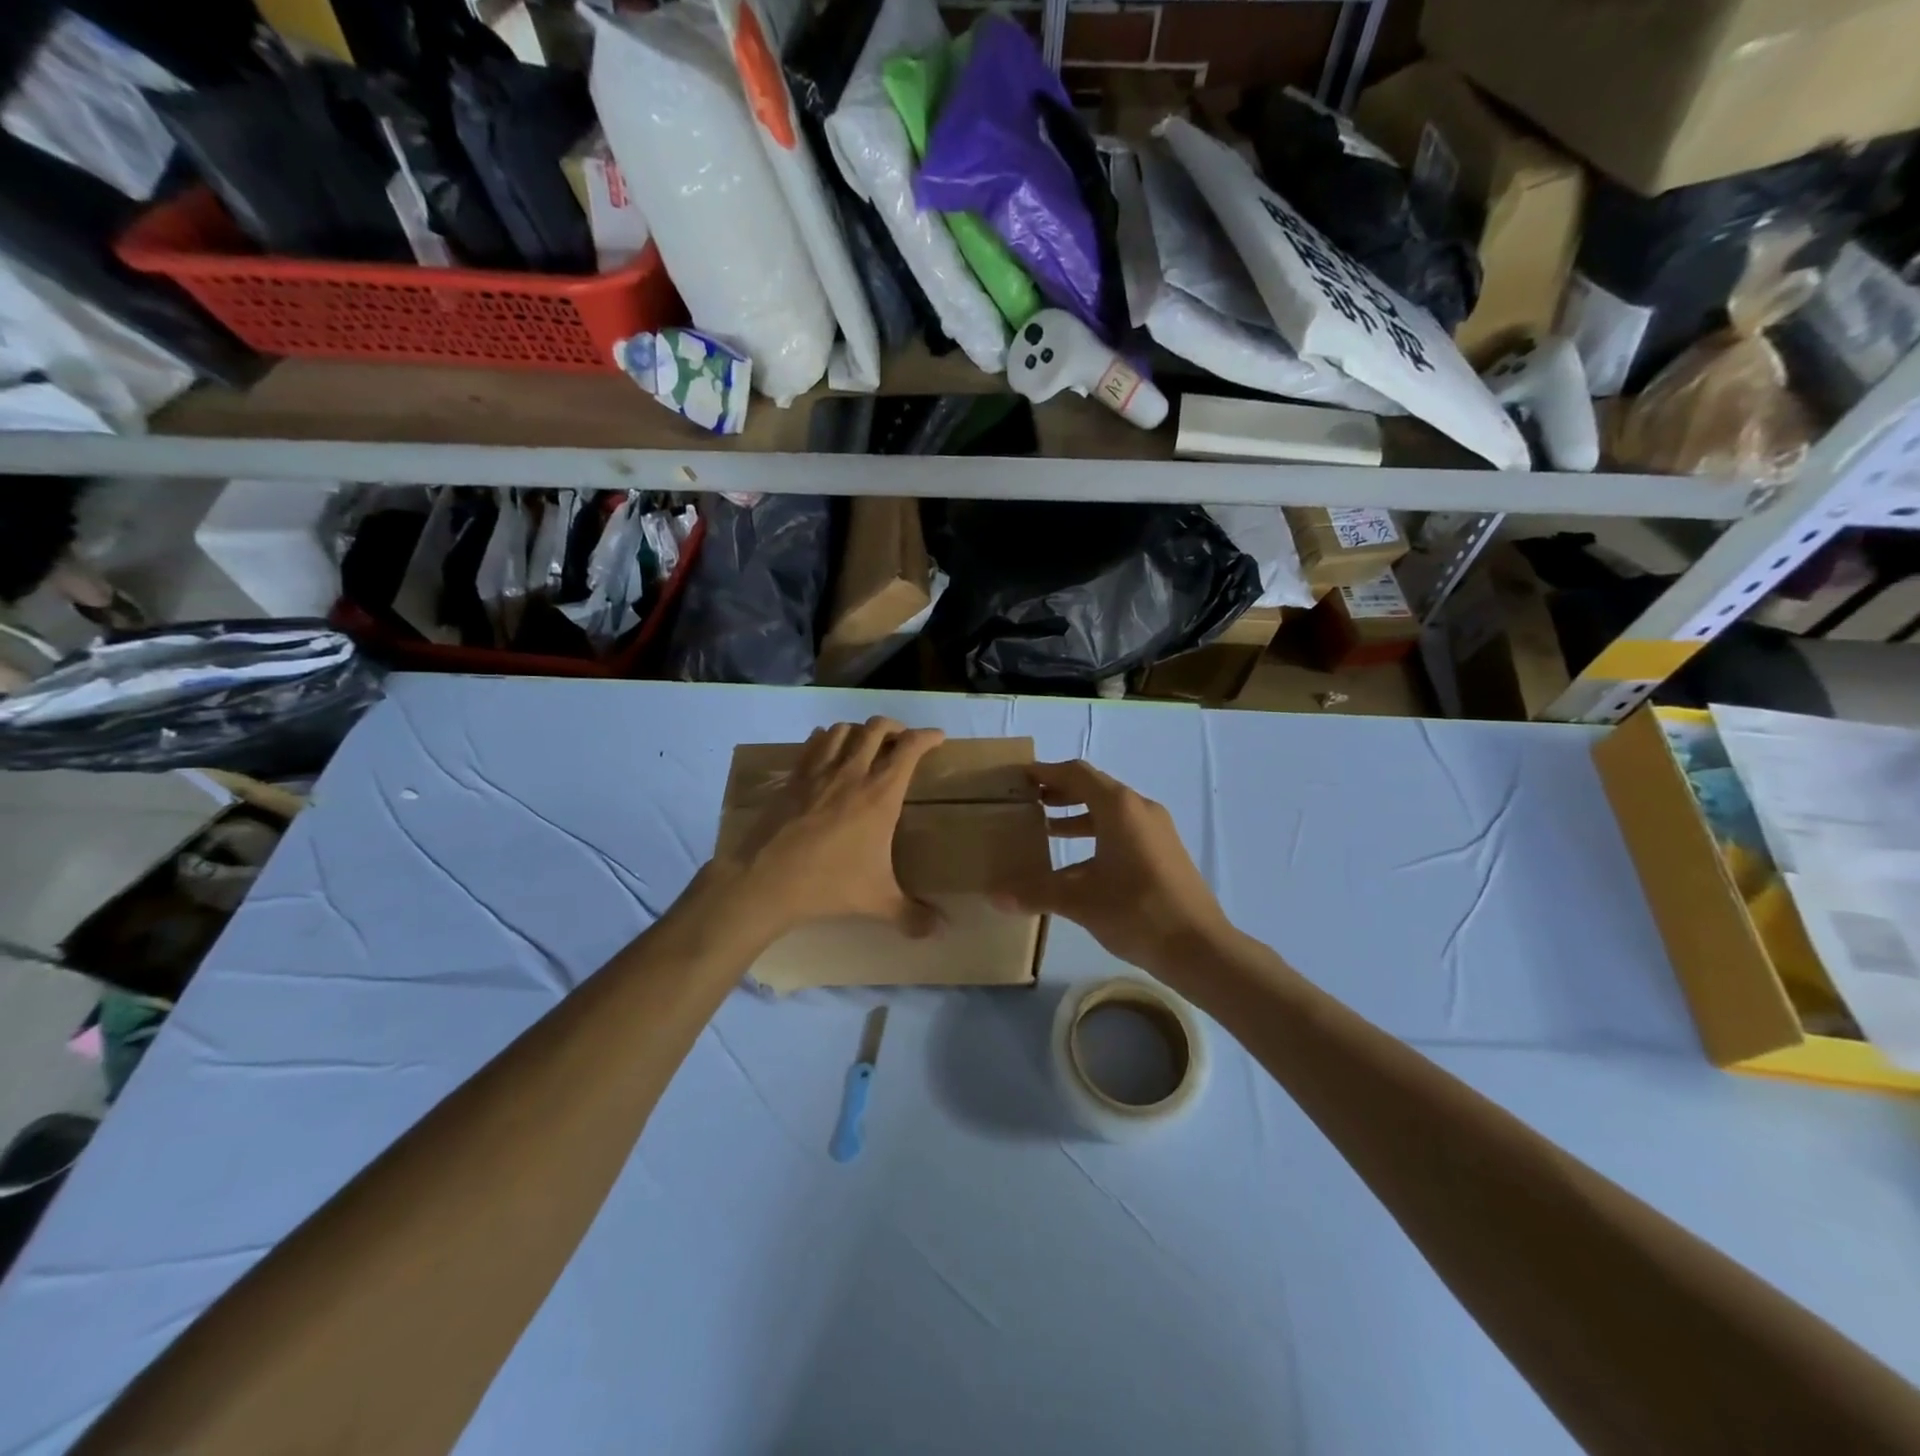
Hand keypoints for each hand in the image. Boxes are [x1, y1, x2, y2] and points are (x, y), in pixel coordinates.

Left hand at [708, 717, 944, 942]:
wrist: (767, 880)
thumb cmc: (829, 884)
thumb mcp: (877, 901)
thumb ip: (911, 915)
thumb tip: (938, 931)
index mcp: (881, 794)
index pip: (910, 748)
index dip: (927, 736)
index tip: (937, 736)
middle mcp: (852, 773)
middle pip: (877, 728)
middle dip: (895, 727)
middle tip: (902, 740)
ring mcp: (819, 772)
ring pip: (843, 729)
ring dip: (859, 731)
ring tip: (865, 744)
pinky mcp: (793, 778)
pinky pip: (813, 744)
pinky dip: (826, 739)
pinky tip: (827, 751)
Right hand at [997, 760, 1231, 985]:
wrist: (1200, 947)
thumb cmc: (1137, 912)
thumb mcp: (1080, 901)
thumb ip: (1036, 893)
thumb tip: (993, 896)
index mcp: (1119, 807)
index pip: (1076, 774)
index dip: (1046, 772)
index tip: (1019, 778)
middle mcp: (1139, 809)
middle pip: (1093, 788)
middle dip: (1059, 792)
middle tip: (1027, 802)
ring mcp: (1156, 831)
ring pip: (1109, 812)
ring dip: (1077, 816)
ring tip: (1045, 829)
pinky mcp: (1163, 852)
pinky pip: (1123, 831)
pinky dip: (1096, 836)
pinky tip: (1076, 866)